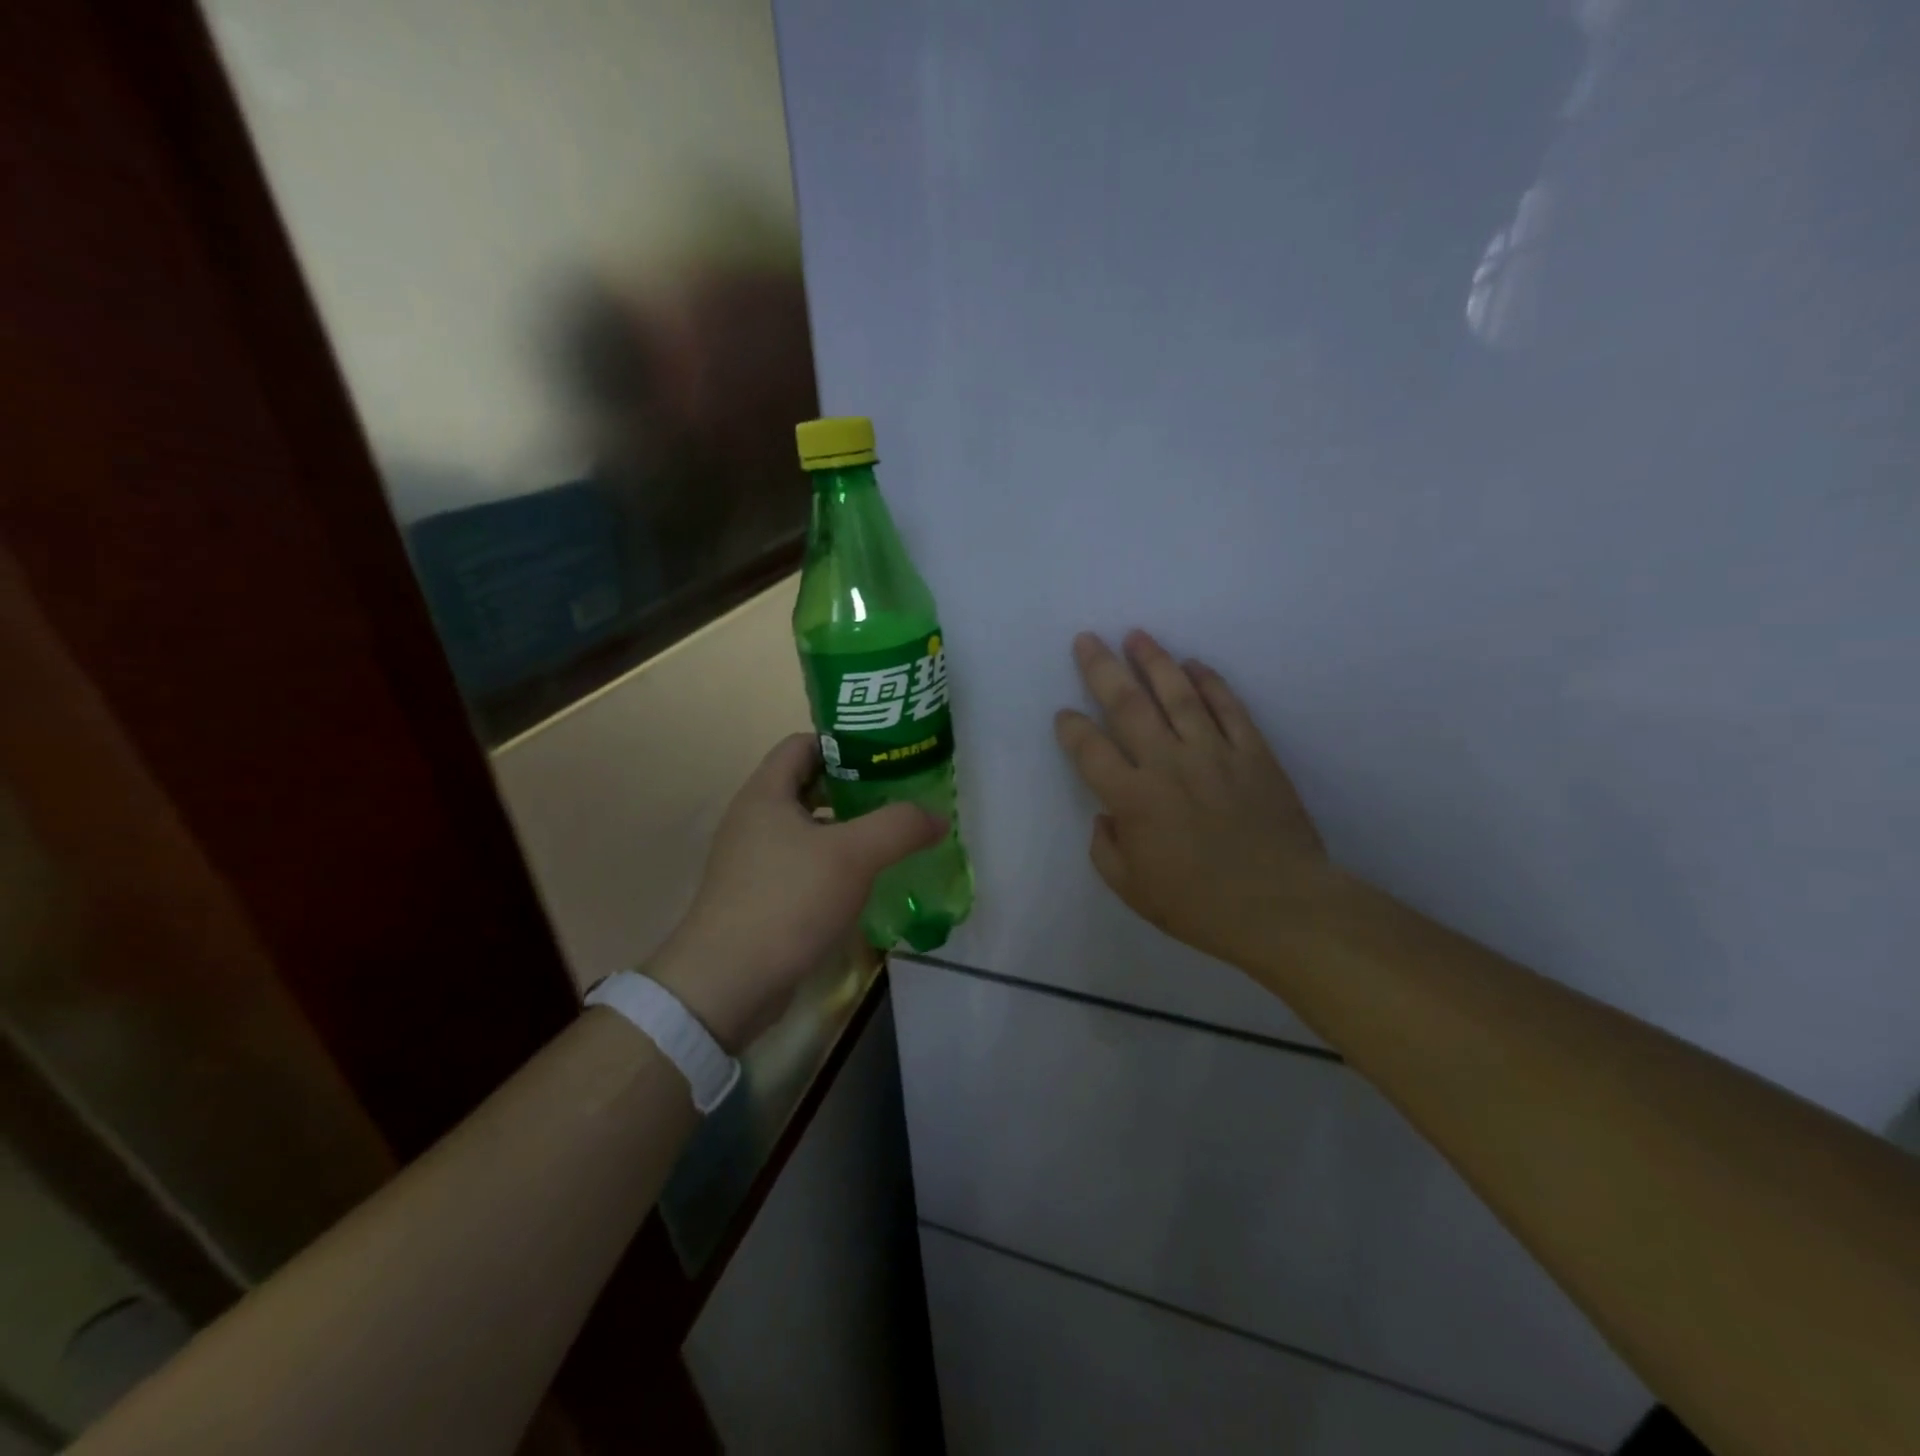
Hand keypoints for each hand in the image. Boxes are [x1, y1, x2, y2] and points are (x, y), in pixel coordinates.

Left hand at [648, 734, 944, 1050]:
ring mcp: (754, 859)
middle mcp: (755, 818)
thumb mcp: (853, 856)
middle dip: (856, 786)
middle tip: (901, 795)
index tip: (889, 756)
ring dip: (848, 827)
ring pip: (809, 826)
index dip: (846, 743)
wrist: (728, 983)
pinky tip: (865, 879)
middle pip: (809, 784)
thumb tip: (939, 817)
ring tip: (892, 835)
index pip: (805, 743)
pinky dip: (834, 861)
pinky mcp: (761, 894)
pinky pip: (804, 862)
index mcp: (766, 793)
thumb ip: (900, 826)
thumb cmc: (787, 901)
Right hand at [1054, 631, 1335, 974]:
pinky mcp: (1254, 753)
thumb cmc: (1199, 905)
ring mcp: (1214, 753)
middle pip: (1128, 705)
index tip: (1064, 714)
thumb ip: (1105, 849)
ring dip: (1154, 661)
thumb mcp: (1131, 890)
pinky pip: (1229, 708)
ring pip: (1178, 694)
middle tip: (1087, 639)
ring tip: (1136, 635)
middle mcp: (1168, 763)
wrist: (1281, 907)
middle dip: (1102, 669)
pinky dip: (1211, 683)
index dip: (1071, 727)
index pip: (1090, 749)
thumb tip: (1106, 816)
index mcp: (1132, 798)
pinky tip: (1195, 665)